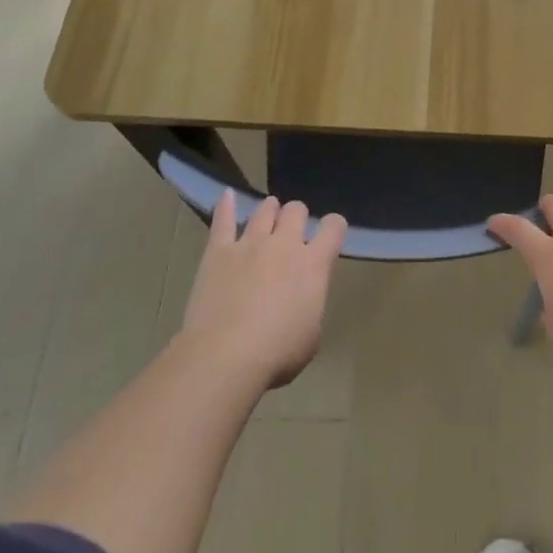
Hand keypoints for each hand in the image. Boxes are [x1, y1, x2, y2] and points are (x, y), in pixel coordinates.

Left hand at [180, 192, 345, 389]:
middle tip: (292, 233)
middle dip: (297, 217)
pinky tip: (226, 195)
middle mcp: (285, 244)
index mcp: (314, 263)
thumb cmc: (277, 353)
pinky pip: (223, 220)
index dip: (334, 227)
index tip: (330, 235)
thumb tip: (303, 298)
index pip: (334, 227)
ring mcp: (250, 243)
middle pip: (296, 210)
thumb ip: (311, 304)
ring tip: (268, 216)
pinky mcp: (219, 251)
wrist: (225, 356)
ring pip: (264, 210)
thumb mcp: (312, 334)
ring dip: (270, 210)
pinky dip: (225, 206)